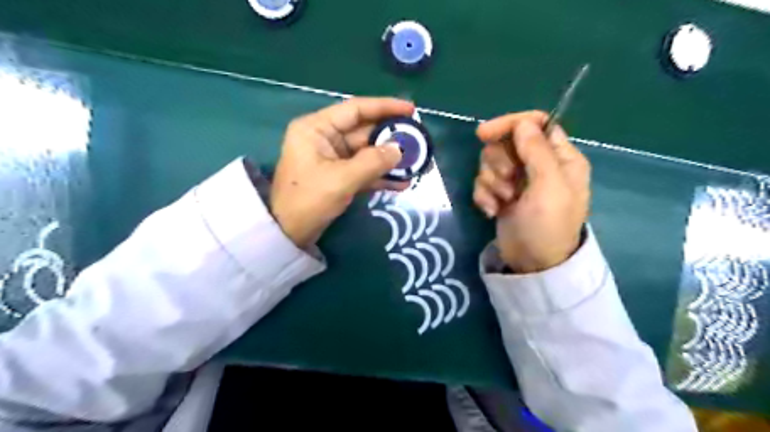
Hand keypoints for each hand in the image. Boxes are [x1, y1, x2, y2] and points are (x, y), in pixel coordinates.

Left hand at [272, 97, 415, 247]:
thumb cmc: (308, 200)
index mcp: (317, 128)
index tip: (410, 110)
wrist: (288, 234)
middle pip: (364, 131)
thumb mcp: (341, 179)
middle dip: (391, 138)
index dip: (384, 107)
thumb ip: (373, 162)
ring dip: (389, 159)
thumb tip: (399, 150)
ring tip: (415, 163)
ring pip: (367, 152)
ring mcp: (332, 158)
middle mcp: (325, 138)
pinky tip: (401, 182)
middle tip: (418, 141)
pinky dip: (380, 176)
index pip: (355, 109)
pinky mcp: (338, 176)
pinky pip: (363, 170)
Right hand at [469, 111, 590, 273]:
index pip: (535, 123)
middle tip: (506, 182)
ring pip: (491, 163)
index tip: (484, 134)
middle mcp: (538, 165)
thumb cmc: (548, 226)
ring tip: (502, 201)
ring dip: (490, 182)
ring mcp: (518, 181)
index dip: (510, 124)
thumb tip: (523, 123)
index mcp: (560, 158)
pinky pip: (483, 182)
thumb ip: (537, 151)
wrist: (532, 265)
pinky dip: (484, 196)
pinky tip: (492, 211)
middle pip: (507, 142)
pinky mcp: (501, 195)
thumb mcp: (549, 186)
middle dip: (499, 162)